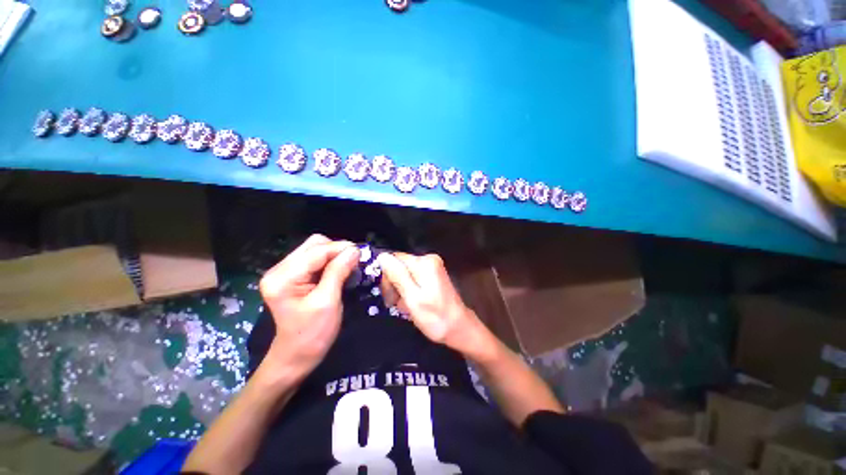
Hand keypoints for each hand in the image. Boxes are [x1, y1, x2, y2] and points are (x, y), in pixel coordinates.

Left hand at [258, 235, 359, 379]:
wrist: (296, 356)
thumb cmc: (312, 334)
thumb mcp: (328, 301)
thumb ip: (339, 272)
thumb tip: (354, 250)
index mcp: (283, 278)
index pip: (316, 251)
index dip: (341, 249)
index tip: (362, 253)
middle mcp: (279, 269)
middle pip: (314, 245)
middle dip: (337, 250)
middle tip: (355, 261)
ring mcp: (284, 272)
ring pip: (315, 249)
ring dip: (334, 255)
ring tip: (348, 266)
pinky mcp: (291, 276)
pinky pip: (314, 259)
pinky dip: (330, 262)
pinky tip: (339, 271)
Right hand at [377, 252, 495, 358]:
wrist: (459, 328)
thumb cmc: (435, 317)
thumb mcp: (413, 298)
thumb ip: (398, 276)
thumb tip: (382, 256)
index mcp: (424, 263)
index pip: (394, 259)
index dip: (387, 277)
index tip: (389, 297)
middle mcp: (429, 259)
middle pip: (399, 266)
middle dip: (394, 285)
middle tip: (396, 304)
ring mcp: (432, 267)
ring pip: (404, 274)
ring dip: (400, 290)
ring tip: (406, 307)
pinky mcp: (432, 275)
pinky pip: (412, 278)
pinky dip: (409, 291)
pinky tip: (412, 304)